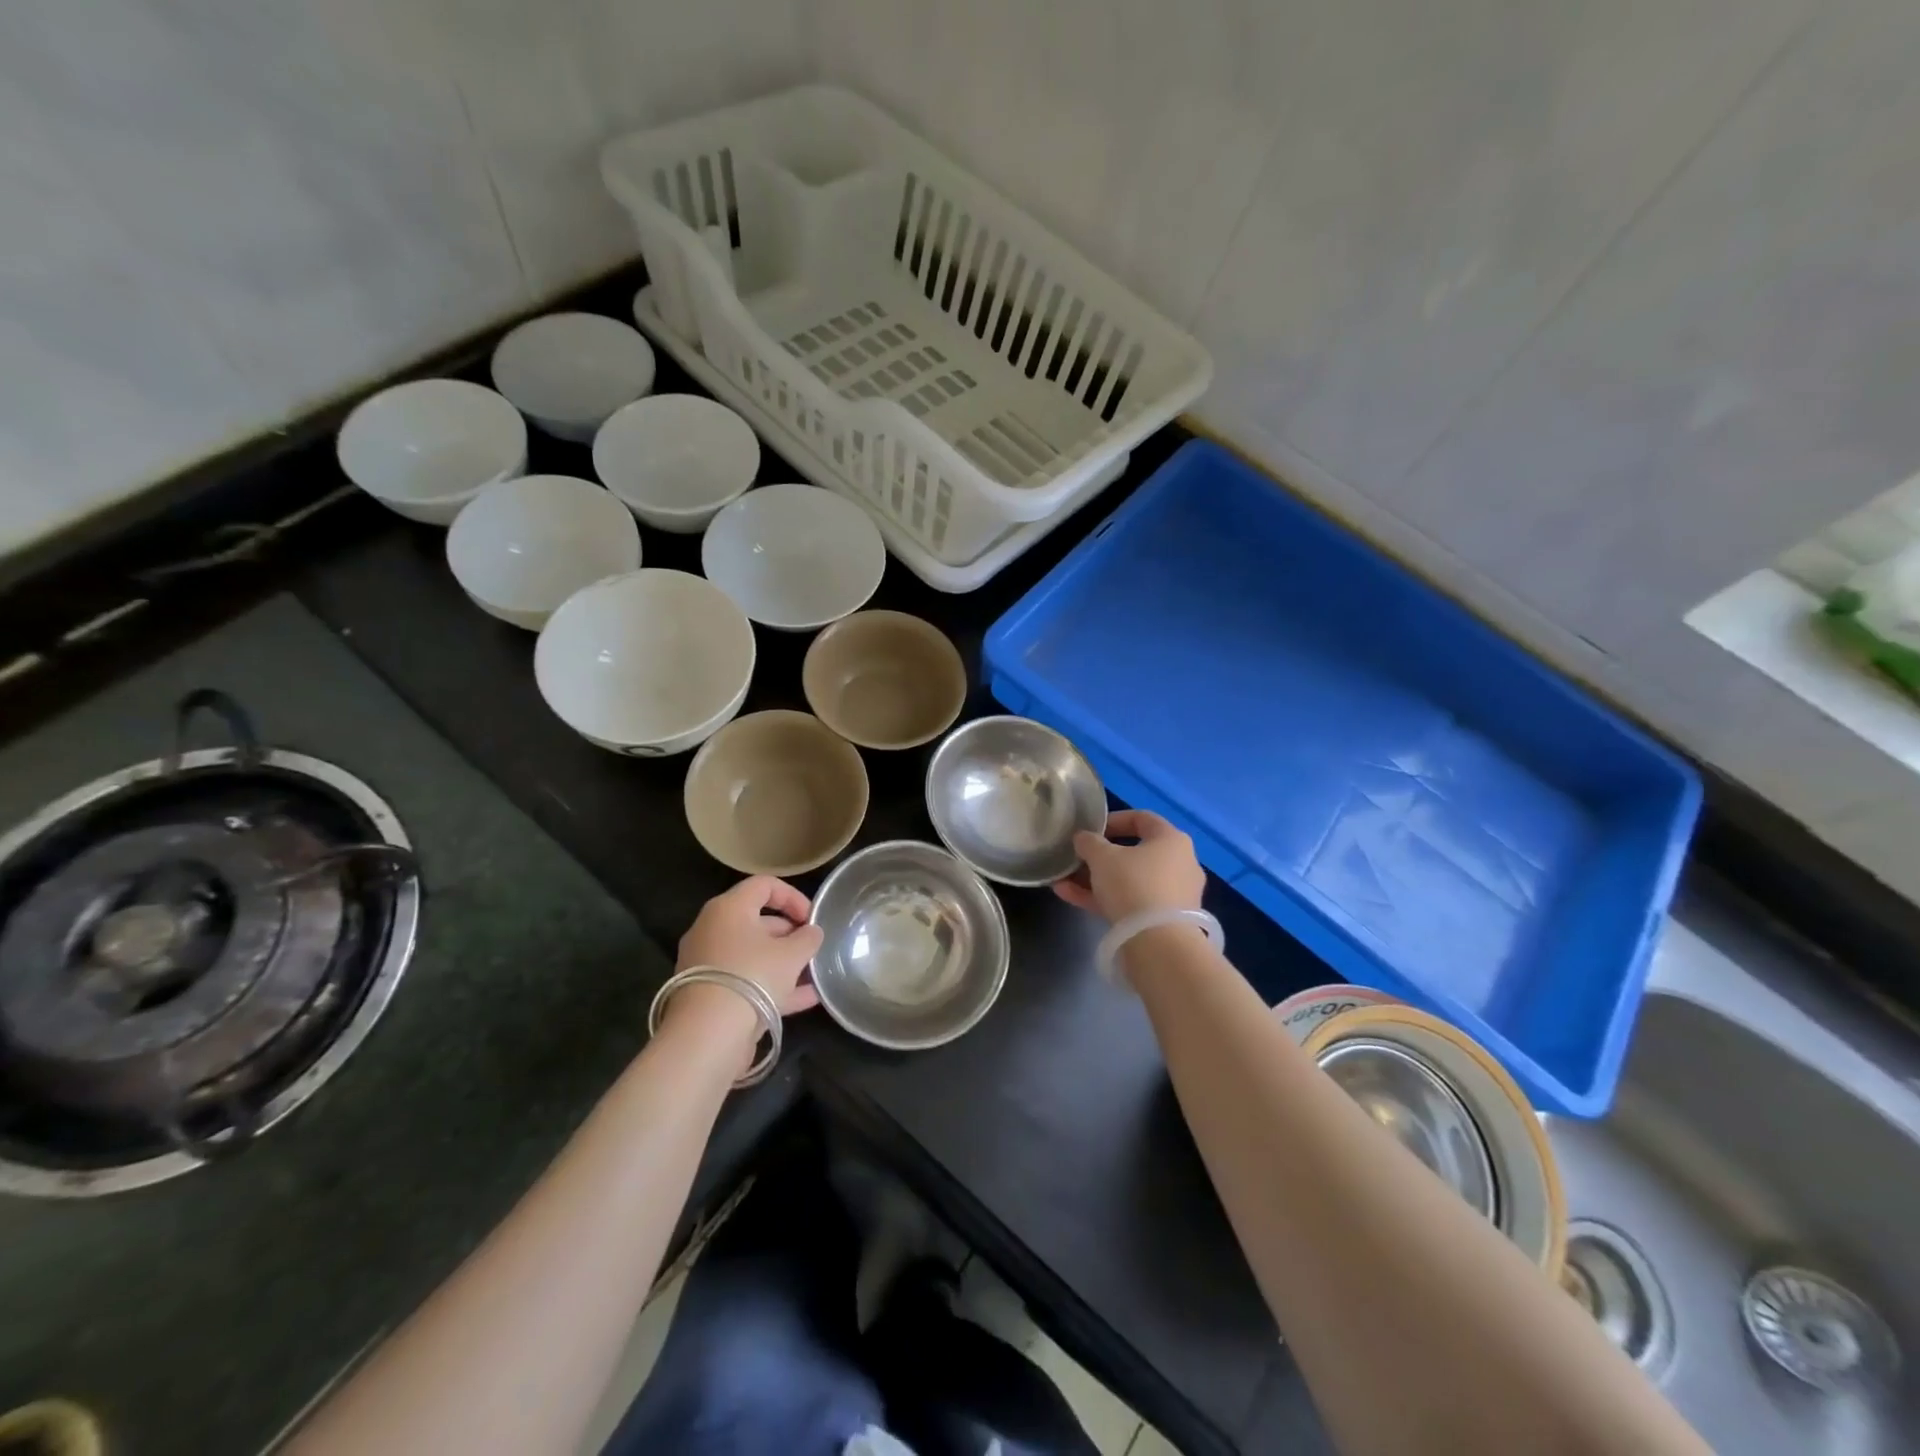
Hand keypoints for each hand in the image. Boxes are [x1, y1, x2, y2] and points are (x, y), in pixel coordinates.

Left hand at [668, 878, 823, 1064]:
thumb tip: (812, 932)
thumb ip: (807, 938)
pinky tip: (805, 999)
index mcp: (729, 909)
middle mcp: (712, 930)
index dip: (793, 897)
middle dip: (789, 933)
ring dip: (783, 962)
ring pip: (752, 954)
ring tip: (812, 974)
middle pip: (757, 921)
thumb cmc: (753, 976)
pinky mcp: (708, 994)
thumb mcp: (792, 954)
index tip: (812, 918)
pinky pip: (745, 980)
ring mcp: (707, 964)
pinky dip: (772, 985)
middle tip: (811, 948)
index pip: (764, 885)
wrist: (707, 1035)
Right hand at [1054, 809, 1205, 922]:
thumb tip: (1083, 839)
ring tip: (1063, 881)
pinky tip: (1070, 897)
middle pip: (1134, 853)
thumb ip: (1089, 842)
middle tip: (1076, 859)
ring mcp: (1173, 895)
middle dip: (1099, 856)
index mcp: (1171, 840)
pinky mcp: (1164, 921)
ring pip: (1129, 880)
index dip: (1113, 820)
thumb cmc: (1133, 884)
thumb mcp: (1102, 857)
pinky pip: (1130, 902)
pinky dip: (1104, 899)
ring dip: (1095, 880)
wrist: (1159, 944)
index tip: (1089, 830)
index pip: (1142, 819)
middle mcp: (1179, 864)